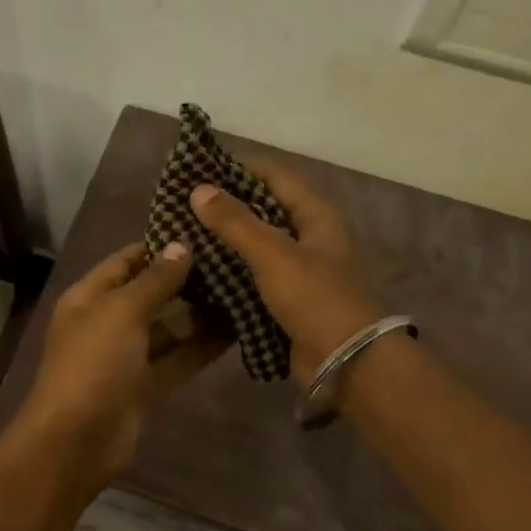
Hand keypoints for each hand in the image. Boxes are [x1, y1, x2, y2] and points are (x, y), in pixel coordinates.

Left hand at [13, 242, 227, 482]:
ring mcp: (126, 356)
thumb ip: (155, 280)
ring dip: (200, 314)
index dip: (160, 247)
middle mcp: (107, 321)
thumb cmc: (93, 364)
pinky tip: (237, 331)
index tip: (203, 233)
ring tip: (244, 292)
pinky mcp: (145, 385)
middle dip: (187, 280)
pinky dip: (201, 347)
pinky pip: (177, 359)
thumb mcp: (121, 312)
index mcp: (90, 297)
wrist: (76, 441)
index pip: (127, 261)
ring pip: (168, 328)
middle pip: (150, 293)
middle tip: (234, 261)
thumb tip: (181, 246)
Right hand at [189, 161, 382, 381]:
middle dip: (226, 206)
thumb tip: (198, 189)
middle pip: (264, 209)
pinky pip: (255, 275)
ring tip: (184, 235)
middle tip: (183, 206)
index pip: (275, 175)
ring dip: (225, 241)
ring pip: (257, 244)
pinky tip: (200, 272)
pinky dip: (231, 271)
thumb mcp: (273, 254)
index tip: (198, 170)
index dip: (238, 168)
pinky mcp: (288, 298)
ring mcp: (300, 269)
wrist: (347, 362)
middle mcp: (310, 237)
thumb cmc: (315, 299)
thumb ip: (235, 222)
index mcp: (316, 215)